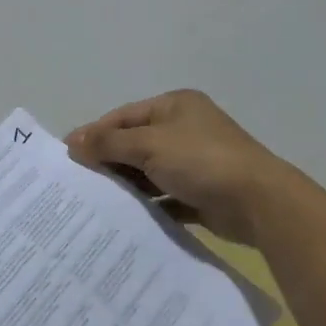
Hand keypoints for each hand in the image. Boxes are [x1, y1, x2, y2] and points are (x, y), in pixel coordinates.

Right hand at [66, 90, 292, 245]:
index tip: (67, 154)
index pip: (124, 116)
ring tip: (95, 202)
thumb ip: (110, 143)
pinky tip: (125, 218)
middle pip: (135, 143)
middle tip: (78, 182)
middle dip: (109, 161)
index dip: (95, 133)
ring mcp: (195, 162)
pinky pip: (165, 197)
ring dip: (127, 184)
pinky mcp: (201, 193)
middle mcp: (184, 129)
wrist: (258, 202)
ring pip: (149, 172)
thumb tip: (74, 141)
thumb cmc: (201, 160)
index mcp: (174, 106)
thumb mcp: (150, 145)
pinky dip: (147, 205)